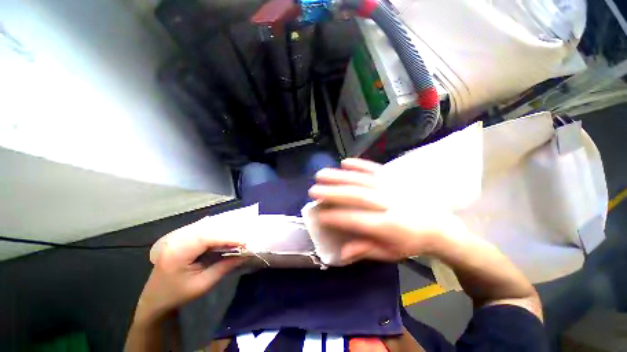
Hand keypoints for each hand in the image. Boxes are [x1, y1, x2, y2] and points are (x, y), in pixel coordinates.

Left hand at [133, 220, 244, 323]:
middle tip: (242, 238)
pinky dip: (215, 232)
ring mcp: (176, 237)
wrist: (154, 299)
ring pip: (204, 227)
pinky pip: (201, 230)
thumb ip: (223, 267)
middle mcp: (175, 240)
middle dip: (226, 232)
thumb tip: (244, 255)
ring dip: (222, 231)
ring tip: (236, 237)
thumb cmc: (177, 295)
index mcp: (176, 254)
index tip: (244, 241)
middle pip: (206, 229)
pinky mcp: (180, 238)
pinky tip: (223, 236)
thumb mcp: (202, 285)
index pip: (205, 238)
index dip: (226, 237)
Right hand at [308, 158, 464, 263]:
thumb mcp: (390, 254)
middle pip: (356, 196)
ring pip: (361, 180)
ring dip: (339, 176)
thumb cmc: (411, 242)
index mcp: (389, 226)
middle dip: (332, 193)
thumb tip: (342, 252)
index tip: (319, 215)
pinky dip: (359, 164)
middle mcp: (388, 203)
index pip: (357, 220)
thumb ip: (366, 250)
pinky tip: (344, 162)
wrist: (438, 225)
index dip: (336, 217)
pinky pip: (374, 168)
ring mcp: (391, 187)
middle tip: (313, 190)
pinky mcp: (394, 177)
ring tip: (321, 174)